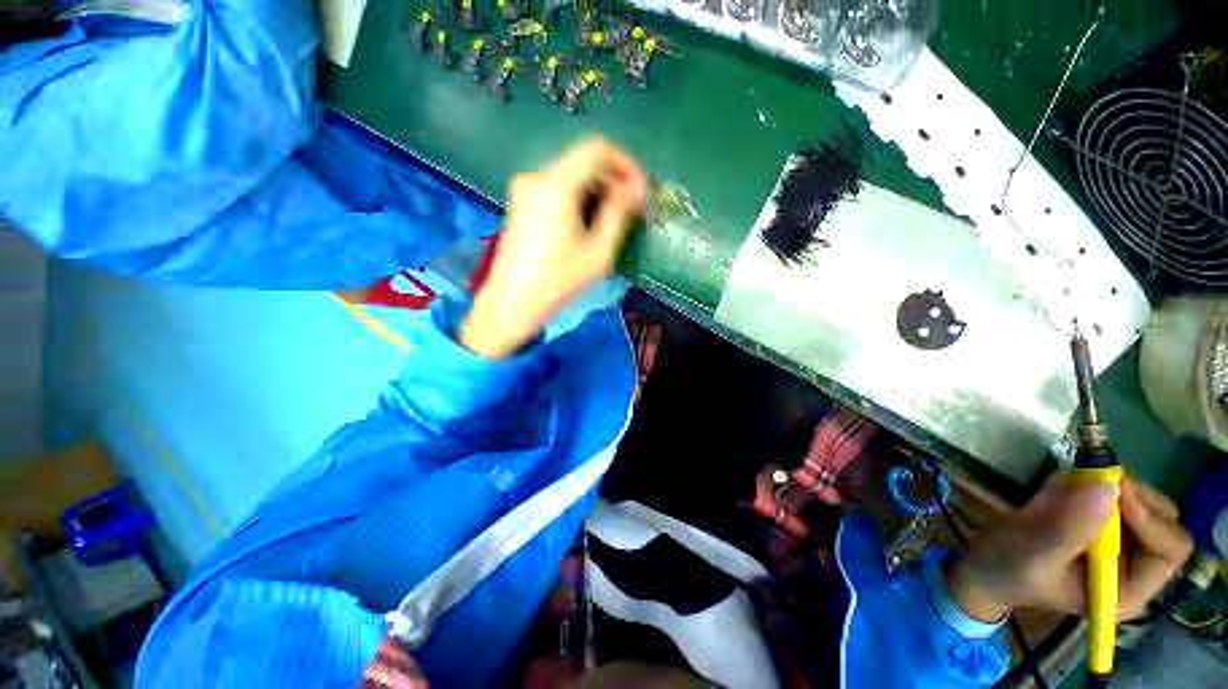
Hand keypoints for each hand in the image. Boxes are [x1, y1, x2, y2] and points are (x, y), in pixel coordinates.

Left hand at [461, 138, 649, 357]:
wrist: (513, 302)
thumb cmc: (559, 281)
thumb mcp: (599, 252)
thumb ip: (619, 214)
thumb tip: (634, 191)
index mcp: (556, 185)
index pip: (597, 149)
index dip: (625, 164)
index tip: (639, 192)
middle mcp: (537, 177)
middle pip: (583, 162)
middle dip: (613, 181)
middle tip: (632, 209)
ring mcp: (524, 189)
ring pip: (571, 175)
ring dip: (597, 191)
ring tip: (613, 220)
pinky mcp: (521, 203)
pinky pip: (557, 188)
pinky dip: (579, 198)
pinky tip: (588, 223)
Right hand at [946, 474, 1193, 621]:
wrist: (984, 563)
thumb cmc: (1009, 570)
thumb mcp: (1034, 555)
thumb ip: (1069, 530)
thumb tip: (1107, 487)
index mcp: (1127, 588)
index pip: (1169, 549)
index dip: (1150, 519)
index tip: (1114, 490)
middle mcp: (1135, 564)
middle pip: (1163, 519)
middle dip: (1134, 495)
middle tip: (1095, 478)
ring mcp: (1119, 538)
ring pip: (1144, 499)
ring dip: (1113, 485)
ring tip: (1069, 486)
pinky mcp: (1100, 518)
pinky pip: (1115, 489)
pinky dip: (1094, 479)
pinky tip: (1063, 488)